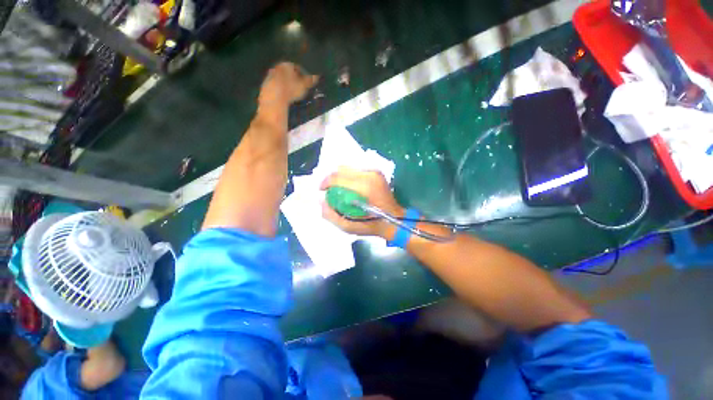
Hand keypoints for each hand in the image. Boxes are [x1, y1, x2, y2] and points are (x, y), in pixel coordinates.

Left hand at [258, 62, 317, 106]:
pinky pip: (275, 88)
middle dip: (293, 79)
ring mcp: (269, 77)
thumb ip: (310, 80)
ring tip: (293, 94)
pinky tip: (284, 98)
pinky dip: (280, 91)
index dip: (303, 74)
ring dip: (286, 85)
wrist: (274, 98)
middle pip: (287, 73)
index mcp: (286, 64)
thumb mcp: (304, 86)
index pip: (296, 67)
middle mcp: (276, 67)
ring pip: (281, 80)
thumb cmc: (291, 89)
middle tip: (300, 88)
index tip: (307, 83)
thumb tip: (317, 76)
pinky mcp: (265, 87)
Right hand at [320, 167, 403, 238]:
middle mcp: (369, 176)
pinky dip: (350, 176)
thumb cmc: (372, 225)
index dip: (325, 182)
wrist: (395, 220)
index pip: (337, 177)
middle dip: (331, 178)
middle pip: (341, 169)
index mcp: (363, 188)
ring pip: (349, 168)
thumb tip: (321, 200)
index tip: (322, 190)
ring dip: (340, 177)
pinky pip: (357, 170)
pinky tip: (350, 187)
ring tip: (339, 188)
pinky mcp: (377, 172)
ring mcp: (374, 172)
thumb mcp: (349, 227)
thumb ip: (331, 215)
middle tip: (329, 190)